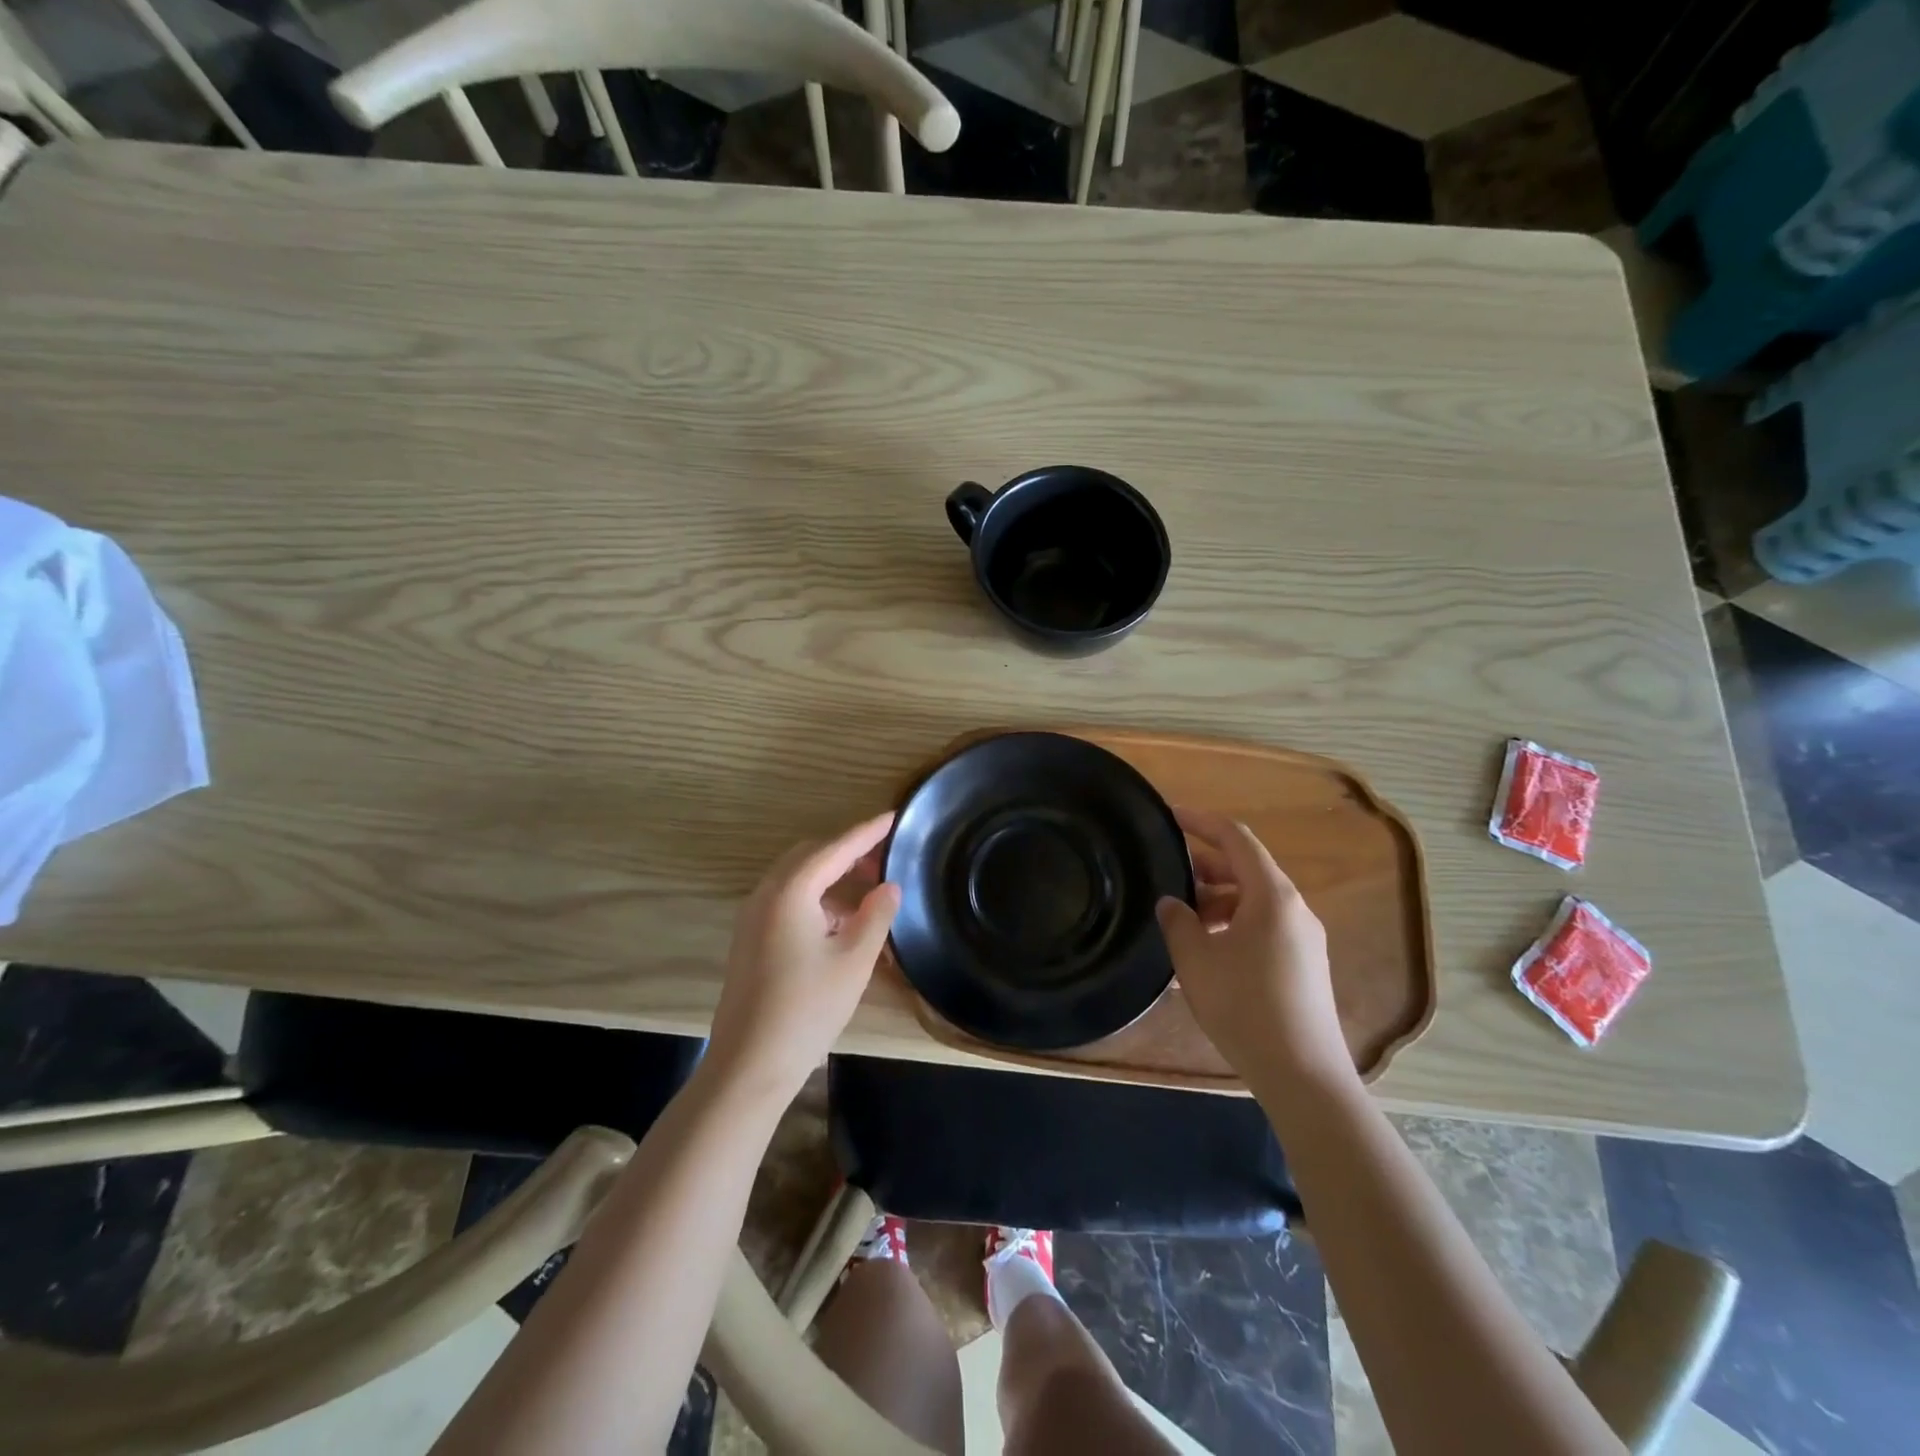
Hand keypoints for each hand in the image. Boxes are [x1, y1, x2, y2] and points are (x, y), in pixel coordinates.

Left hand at [705, 812, 900, 1103]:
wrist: (749, 1064)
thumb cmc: (808, 1008)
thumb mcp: (854, 960)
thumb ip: (876, 915)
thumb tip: (890, 886)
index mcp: (791, 892)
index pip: (836, 848)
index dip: (867, 832)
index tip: (894, 817)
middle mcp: (766, 894)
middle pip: (810, 856)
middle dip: (847, 852)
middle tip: (884, 860)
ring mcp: (752, 917)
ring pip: (796, 878)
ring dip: (831, 876)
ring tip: (867, 893)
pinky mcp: (750, 939)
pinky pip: (786, 900)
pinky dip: (815, 898)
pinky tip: (839, 923)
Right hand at [1156, 807, 1352, 1089]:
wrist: (1303, 1074)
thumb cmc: (1244, 1006)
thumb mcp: (1196, 959)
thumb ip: (1177, 921)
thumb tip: (1172, 903)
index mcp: (1271, 895)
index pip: (1235, 838)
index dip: (1201, 821)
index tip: (1169, 816)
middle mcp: (1294, 908)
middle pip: (1246, 869)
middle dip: (1204, 867)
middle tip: (1166, 875)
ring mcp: (1304, 938)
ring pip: (1254, 902)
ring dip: (1217, 902)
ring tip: (1182, 922)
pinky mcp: (1305, 966)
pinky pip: (1264, 928)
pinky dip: (1233, 926)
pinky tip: (1206, 955)